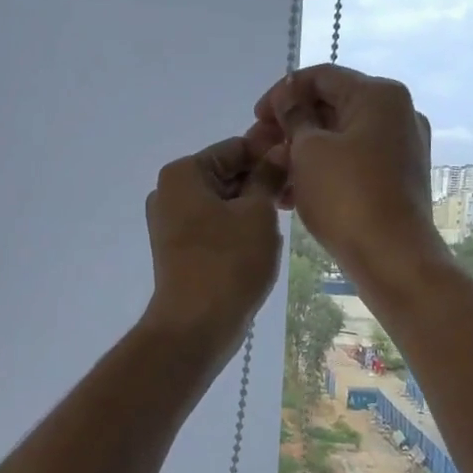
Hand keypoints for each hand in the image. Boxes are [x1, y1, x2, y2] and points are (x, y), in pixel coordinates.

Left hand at [140, 137, 285, 362]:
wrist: (195, 325)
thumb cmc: (228, 262)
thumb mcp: (257, 213)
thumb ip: (268, 176)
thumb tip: (279, 150)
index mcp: (183, 173)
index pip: (235, 147)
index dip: (271, 154)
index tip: (303, 166)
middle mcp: (170, 192)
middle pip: (226, 173)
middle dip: (262, 180)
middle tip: (299, 194)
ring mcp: (171, 222)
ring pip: (223, 200)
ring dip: (254, 205)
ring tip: (287, 217)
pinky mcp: (180, 248)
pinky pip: (214, 224)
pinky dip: (238, 225)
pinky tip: (264, 239)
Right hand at [246, 65, 442, 289]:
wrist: (392, 256)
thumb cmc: (346, 195)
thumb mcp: (308, 150)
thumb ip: (293, 117)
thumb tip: (289, 97)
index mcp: (379, 95)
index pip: (321, 76)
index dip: (282, 92)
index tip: (255, 118)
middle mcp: (397, 114)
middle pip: (331, 107)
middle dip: (289, 125)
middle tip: (255, 148)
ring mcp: (400, 148)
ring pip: (339, 138)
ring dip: (300, 151)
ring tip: (269, 175)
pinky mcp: (396, 179)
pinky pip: (352, 162)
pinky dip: (321, 170)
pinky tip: (291, 195)